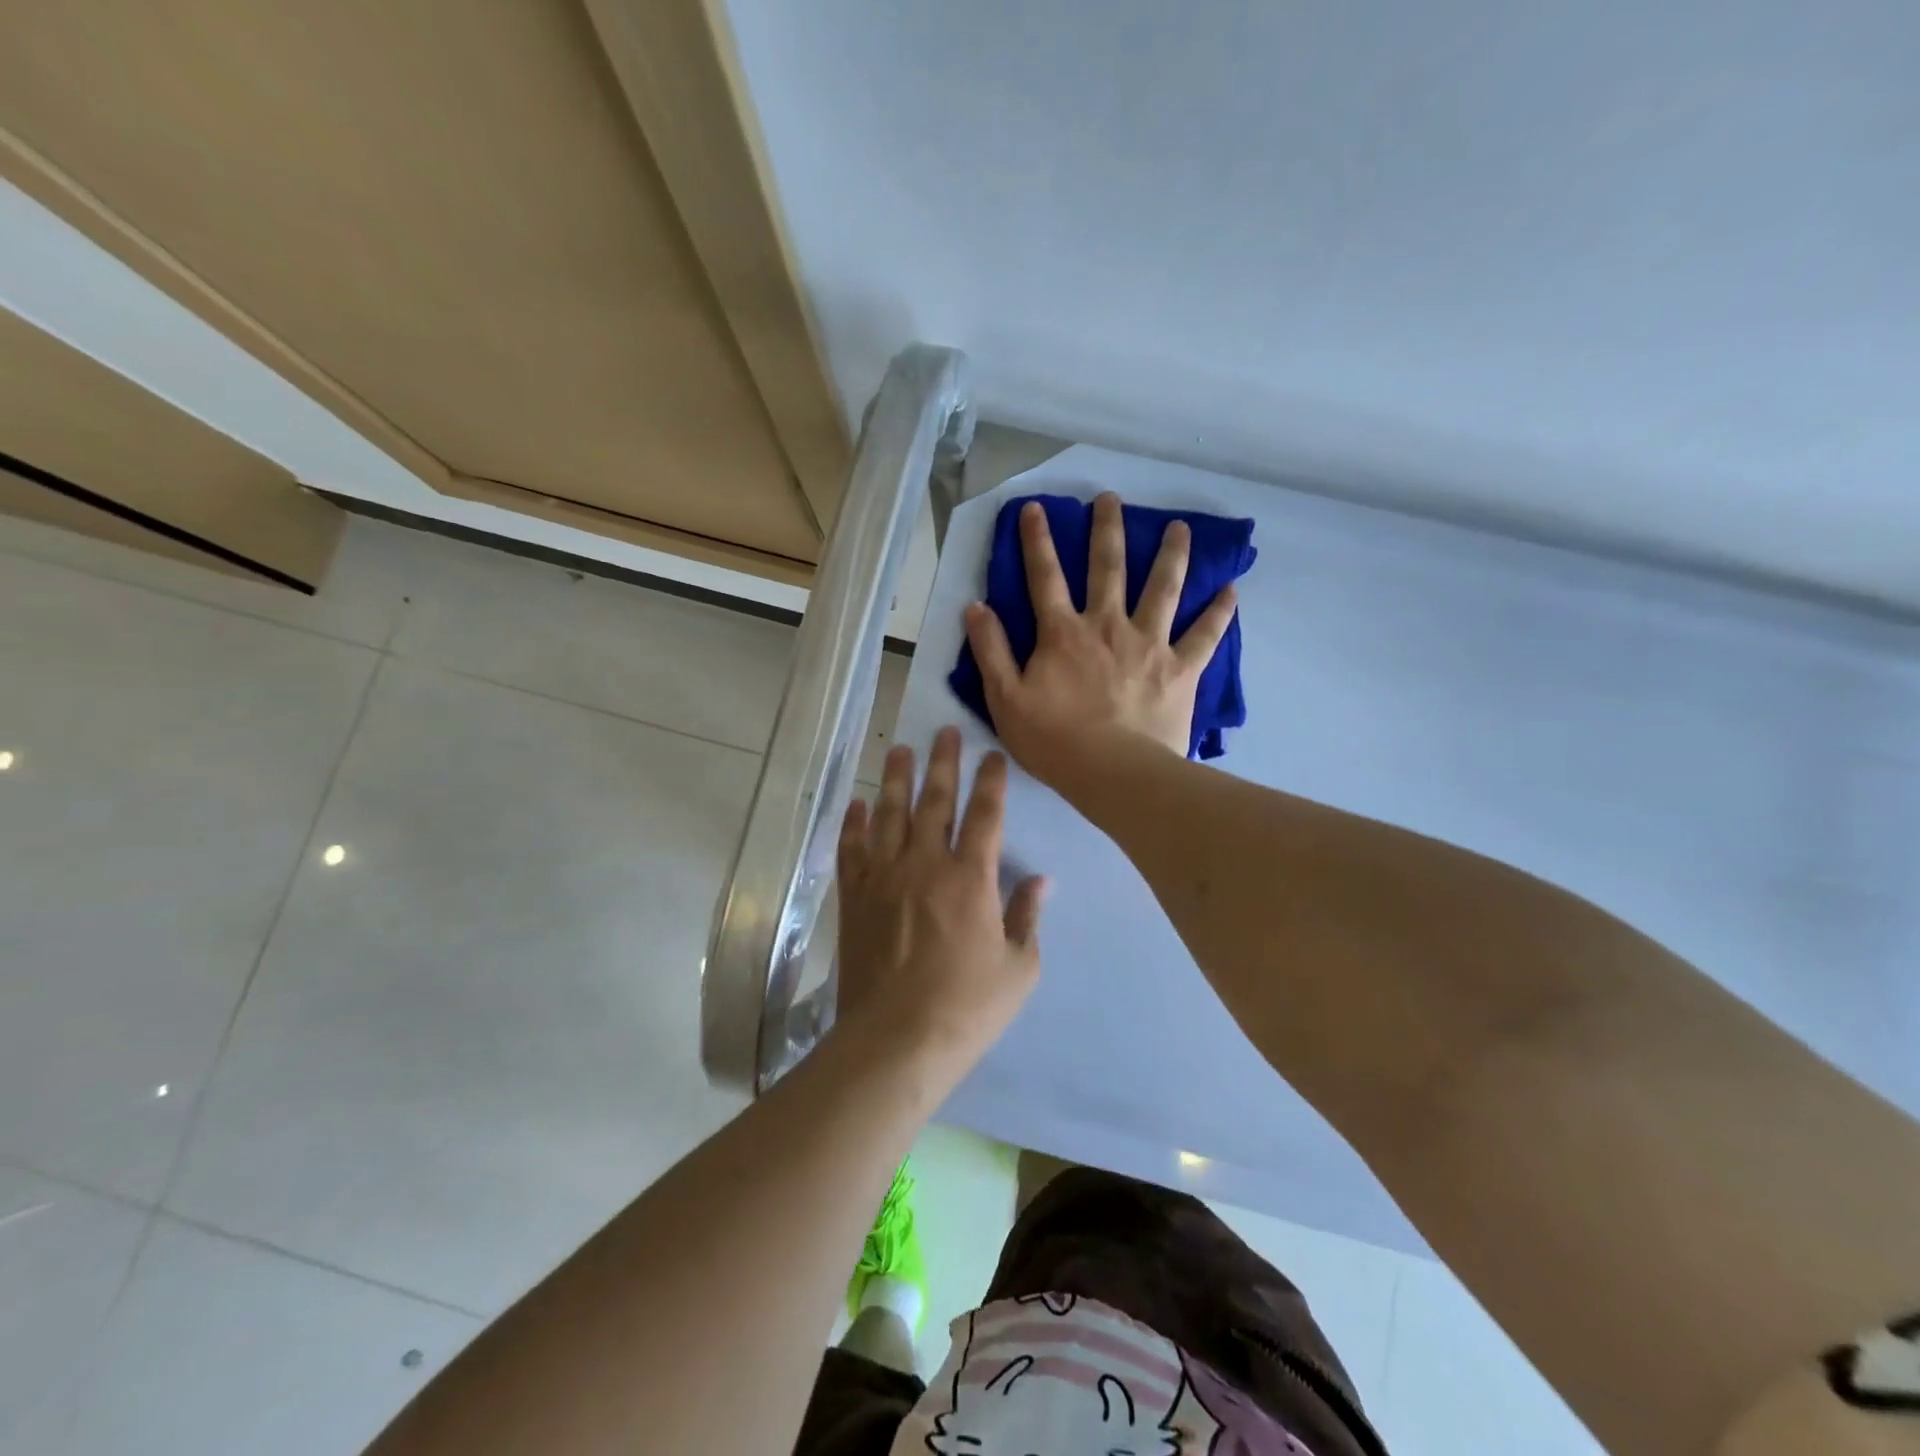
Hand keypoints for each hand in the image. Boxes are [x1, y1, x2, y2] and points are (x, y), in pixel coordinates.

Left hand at [835, 726, 1046, 1075]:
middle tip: (945, 731)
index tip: (992, 756)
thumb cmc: (966, 1007)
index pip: (985, 815)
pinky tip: (858, 803)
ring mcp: (884, 876)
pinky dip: (855, 823)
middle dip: (943, 762)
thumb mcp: (1018, 968)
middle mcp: (926, 864)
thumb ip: (1027, 917)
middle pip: (935, 800)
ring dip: (897, 778)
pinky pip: (853, 848)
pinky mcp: (855, 896)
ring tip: (901, 749)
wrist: (896, 1039)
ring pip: (890, 814)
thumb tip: (1041, 880)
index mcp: (971, 878)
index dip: (991, 781)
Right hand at [963, 492, 1237, 785]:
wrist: (1114, 774)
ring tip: (1180, 528)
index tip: (1036, 508)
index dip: (1037, 540)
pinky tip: (1231, 590)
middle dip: (1106, 530)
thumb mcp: (1005, 700)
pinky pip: (1205, 635)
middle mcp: (1108, 625)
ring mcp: (1149, 644)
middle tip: (1110, 499)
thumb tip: (976, 607)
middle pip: (1107, 568)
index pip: (1045, 577)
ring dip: (1170, 555)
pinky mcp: (1181, 668)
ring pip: (1162, 588)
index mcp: (1063, 633)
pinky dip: (1219, 612)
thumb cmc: (1054, 741)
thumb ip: (991, 651)